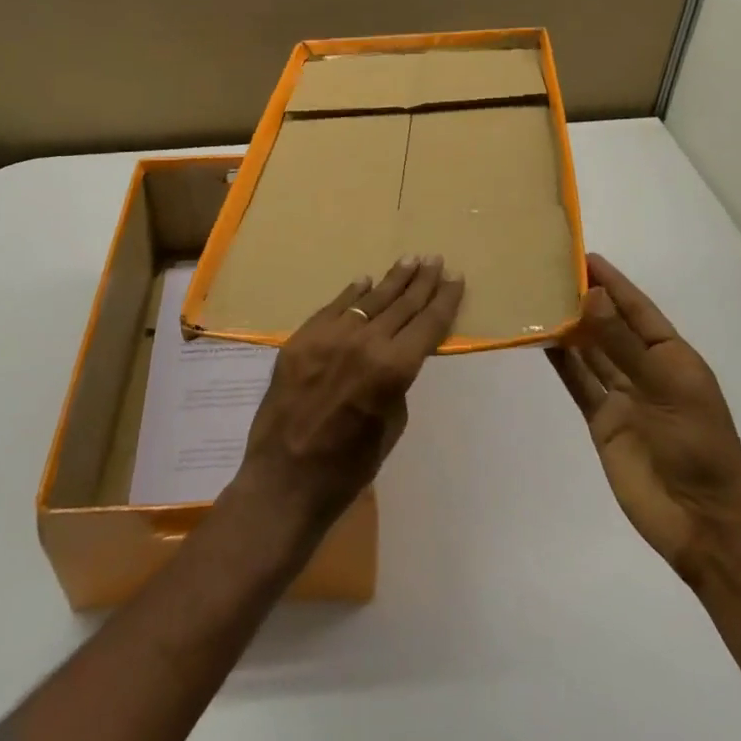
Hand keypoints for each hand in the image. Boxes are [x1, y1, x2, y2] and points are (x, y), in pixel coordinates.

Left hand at [235, 257, 462, 535]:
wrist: (285, 480)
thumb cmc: (348, 468)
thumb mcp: (390, 427)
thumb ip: (396, 384)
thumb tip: (393, 357)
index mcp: (393, 369)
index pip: (428, 324)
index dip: (445, 300)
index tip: (456, 278)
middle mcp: (364, 342)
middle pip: (401, 304)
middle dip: (421, 281)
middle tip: (435, 260)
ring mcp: (329, 336)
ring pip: (368, 300)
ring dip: (391, 280)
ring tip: (408, 261)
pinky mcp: (301, 339)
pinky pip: (332, 309)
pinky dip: (352, 295)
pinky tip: (365, 282)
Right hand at [547, 254, 740, 583]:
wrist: (703, 522)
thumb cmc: (698, 446)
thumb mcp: (666, 387)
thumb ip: (624, 343)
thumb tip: (590, 295)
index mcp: (673, 356)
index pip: (638, 309)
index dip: (613, 282)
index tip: (583, 255)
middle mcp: (646, 370)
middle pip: (610, 327)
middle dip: (585, 300)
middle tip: (547, 271)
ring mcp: (624, 397)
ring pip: (591, 352)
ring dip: (568, 328)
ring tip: (537, 298)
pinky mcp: (603, 422)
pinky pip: (579, 384)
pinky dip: (561, 363)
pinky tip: (540, 340)